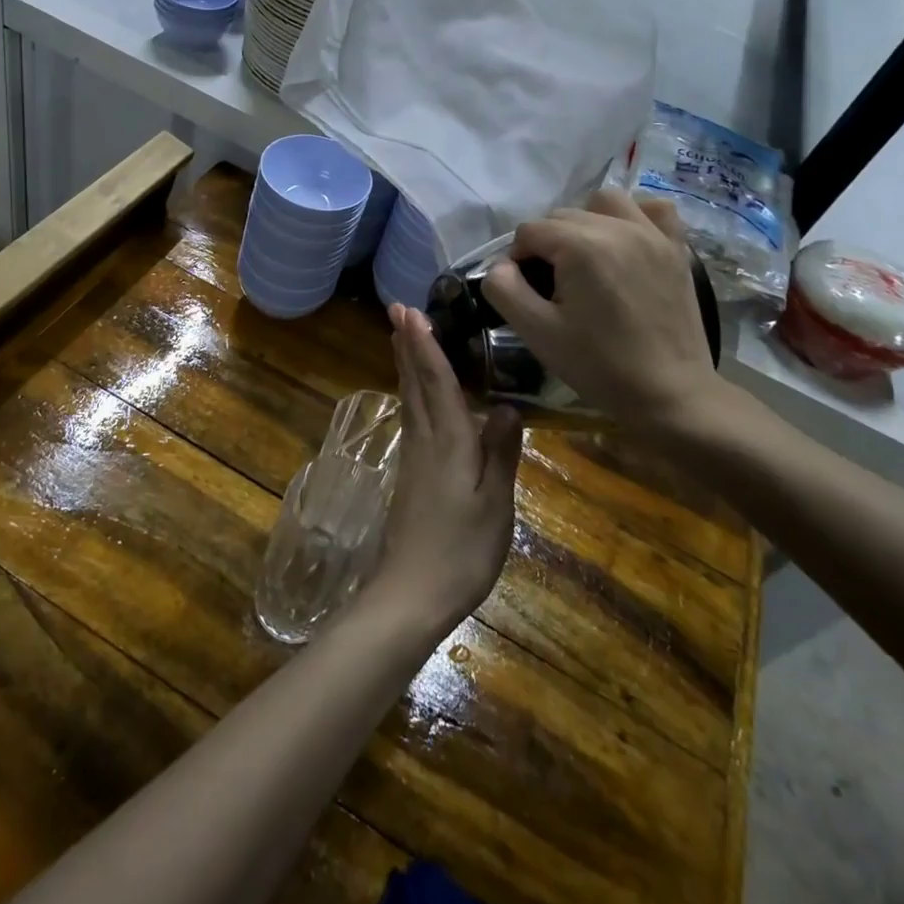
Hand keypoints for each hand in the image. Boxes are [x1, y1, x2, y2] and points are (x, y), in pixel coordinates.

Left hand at [360, 304, 522, 642]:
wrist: (411, 593)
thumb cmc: (461, 551)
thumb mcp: (495, 505)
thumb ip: (501, 453)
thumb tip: (506, 405)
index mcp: (448, 442)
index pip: (436, 382)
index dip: (425, 345)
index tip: (411, 312)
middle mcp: (425, 441)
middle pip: (414, 383)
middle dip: (407, 345)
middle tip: (397, 310)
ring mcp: (413, 458)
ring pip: (408, 399)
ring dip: (405, 365)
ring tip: (401, 339)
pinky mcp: (410, 474)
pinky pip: (410, 417)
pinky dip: (410, 393)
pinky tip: (414, 396)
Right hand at [481, 190, 728, 438]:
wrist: (670, 394)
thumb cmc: (599, 365)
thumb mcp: (537, 332)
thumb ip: (504, 290)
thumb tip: (500, 266)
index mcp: (581, 246)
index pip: (529, 231)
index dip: (517, 260)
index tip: (524, 293)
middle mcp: (617, 227)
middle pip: (562, 215)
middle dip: (547, 244)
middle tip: (551, 287)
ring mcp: (652, 234)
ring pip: (604, 202)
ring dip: (585, 222)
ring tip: (585, 259)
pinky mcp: (676, 248)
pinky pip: (653, 209)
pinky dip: (634, 217)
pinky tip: (625, 243)